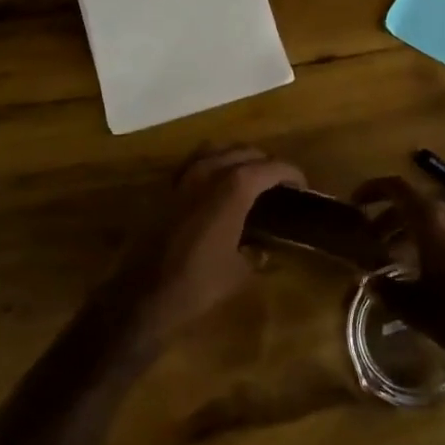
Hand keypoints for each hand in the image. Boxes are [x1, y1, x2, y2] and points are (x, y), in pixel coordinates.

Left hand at [93, 146, 305, 356]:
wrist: (142, 294)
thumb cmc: (197, 284)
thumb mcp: (239, 273)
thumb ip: (255, 254)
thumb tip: (262, 250)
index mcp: (233, 189)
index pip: (269, 167)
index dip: (290, 173)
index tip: (302, 184)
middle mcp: (208, 173)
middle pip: (243, 152)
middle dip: (265, 162)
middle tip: (278, 183)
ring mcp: (182, 178)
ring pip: (215, 150)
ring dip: (235, 156)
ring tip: (248, 176)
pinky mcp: (164, 190)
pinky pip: (192, 163)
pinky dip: (210, 164)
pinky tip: (214, 184)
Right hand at [352, 175, 444, 370]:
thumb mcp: (415, 307)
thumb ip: (387, 290)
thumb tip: (369, 281)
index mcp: (431, 218)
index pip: (396, 188)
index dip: (372, 190)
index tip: (355, 203)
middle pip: (414, 201)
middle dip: (390, 215)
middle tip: (372, 238)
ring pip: (434, 213)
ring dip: (411, 226)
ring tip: (396, 253)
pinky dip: (432, 234)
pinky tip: (428, 264)